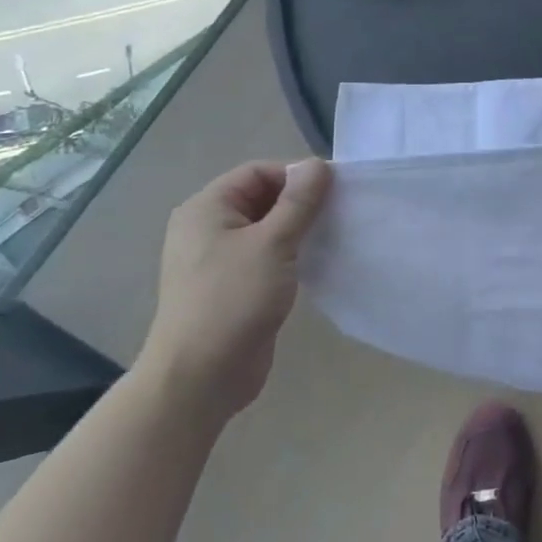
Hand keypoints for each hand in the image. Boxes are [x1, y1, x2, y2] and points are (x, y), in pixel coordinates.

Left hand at [136, 158, 331, 424]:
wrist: (200, 376)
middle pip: (262, 197)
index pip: (258, 172)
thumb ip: (298, 202)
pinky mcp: (233, 286)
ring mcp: (218, 259)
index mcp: (206, 209)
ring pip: (267, 228)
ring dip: (300, 228)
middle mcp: (208, 228)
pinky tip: (318, 261)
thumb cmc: (233, 299)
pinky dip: (292, 253)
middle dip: (301, 202)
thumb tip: (317, 164)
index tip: (336, 189)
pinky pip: (267, 255)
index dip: (297, 175)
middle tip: (341, 212)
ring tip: (334, 235)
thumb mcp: (272, 243)